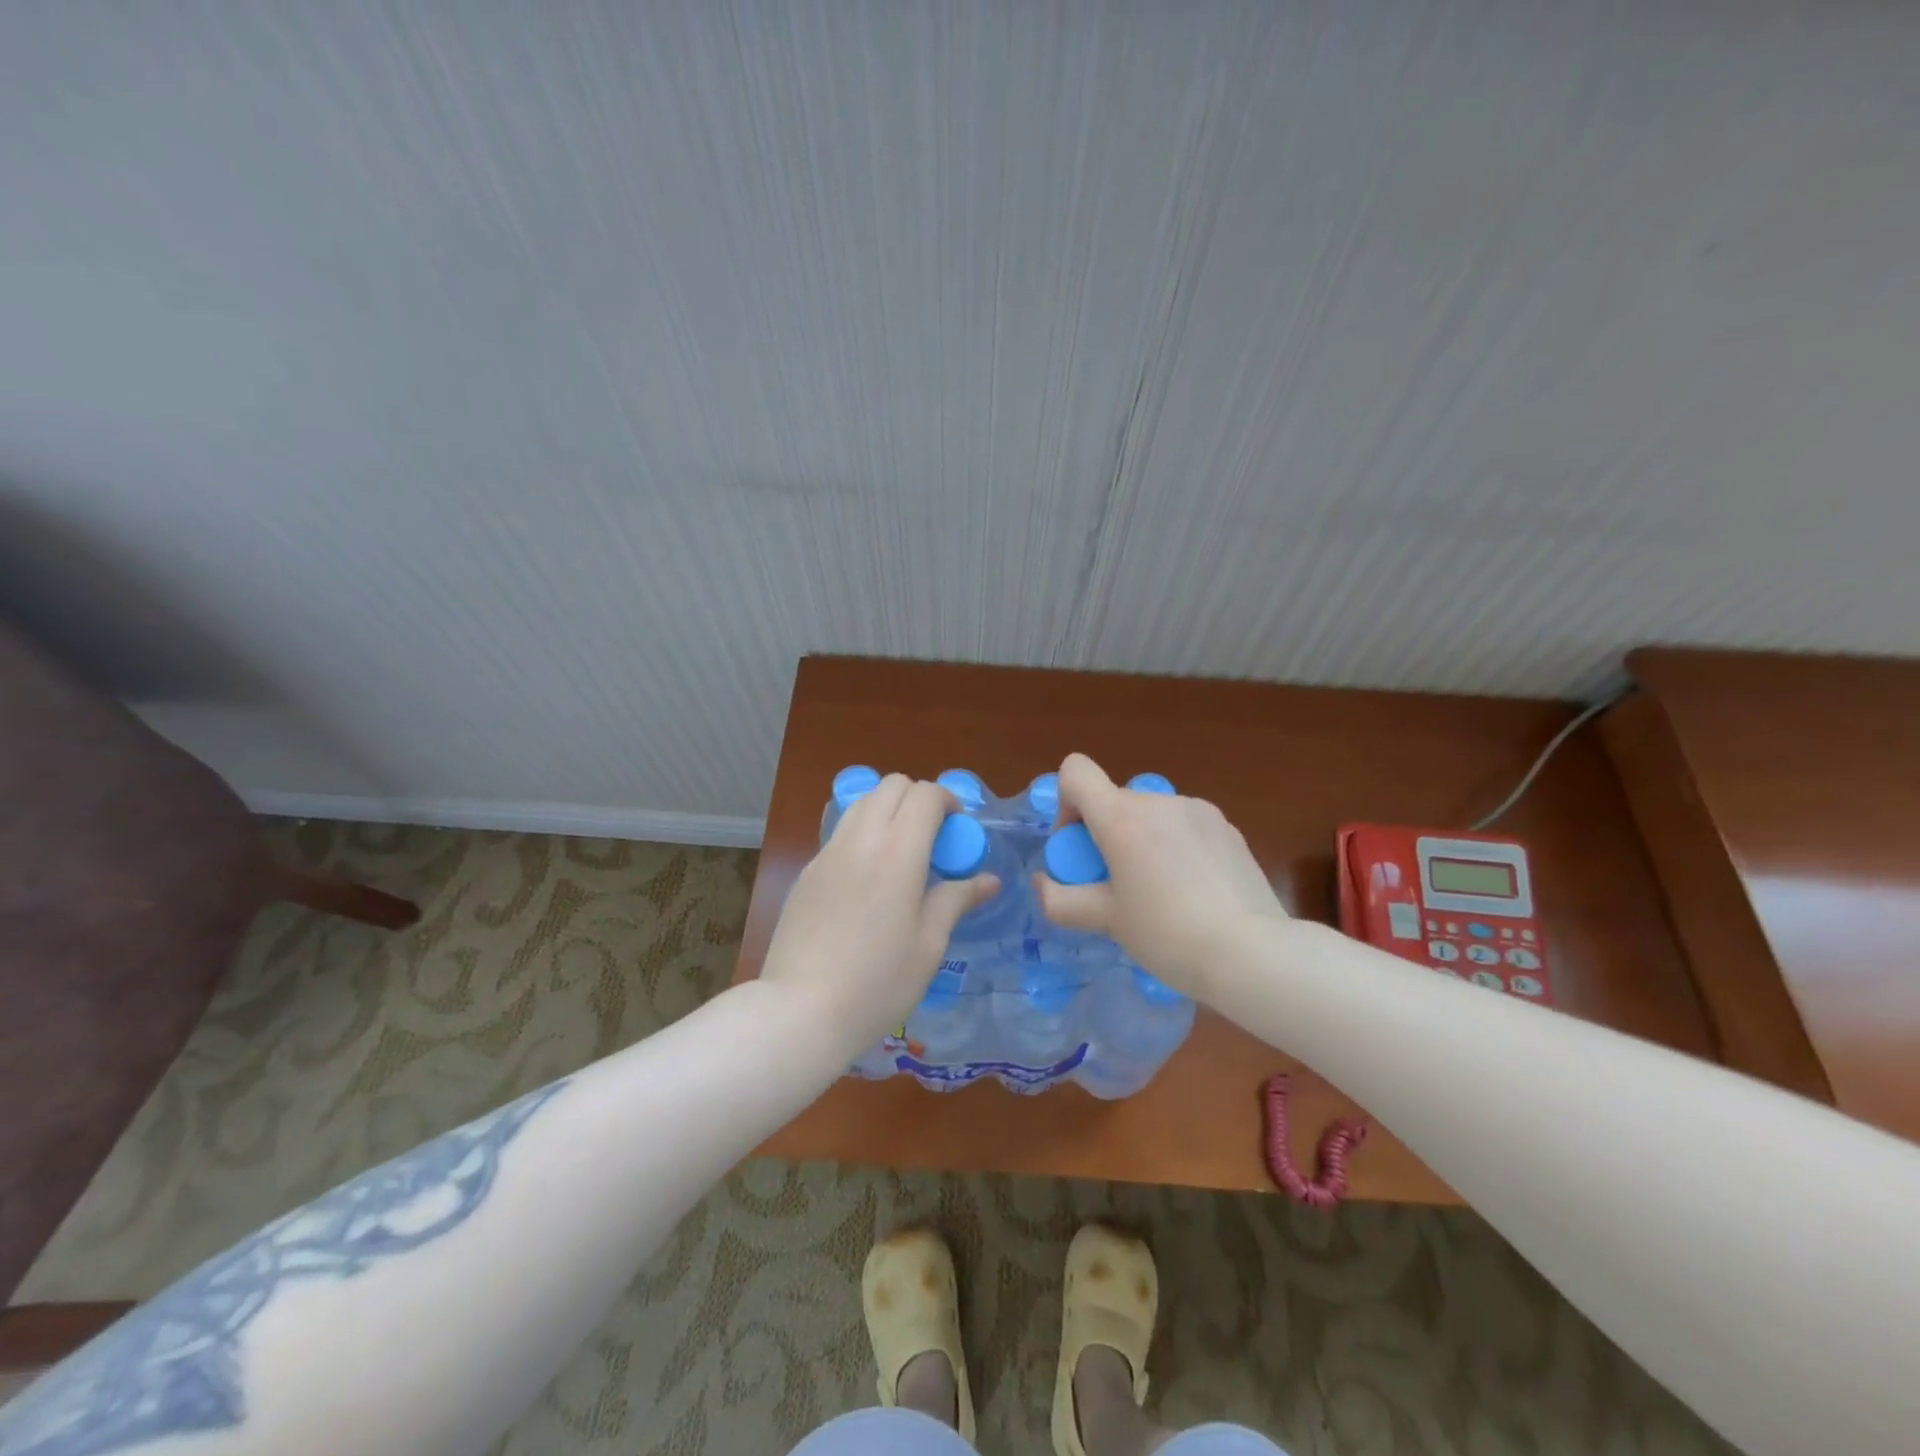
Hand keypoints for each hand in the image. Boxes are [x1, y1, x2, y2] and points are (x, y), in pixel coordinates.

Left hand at [761, 774, 998, 1055]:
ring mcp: (828, 853)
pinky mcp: (807, 871)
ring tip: (901, 856)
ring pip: (862, 804)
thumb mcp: (929, 944)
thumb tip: (988, 880)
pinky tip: (868, 881)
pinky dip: (863, 835)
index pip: (924, 795)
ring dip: (889, 812)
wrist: (801, 1010)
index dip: (948, 802)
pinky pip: (841, 833)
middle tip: (933, 839)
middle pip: (891, 786)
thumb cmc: (878, 983)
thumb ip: (956, 900)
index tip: (958, 831)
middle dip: (918, 799)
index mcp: (897, 853)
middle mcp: (860, 840)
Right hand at [1034, 753, 1287, 1000]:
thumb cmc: (1167, 935)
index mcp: (1122, 817)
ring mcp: (1198, 811)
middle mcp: (1159, 801)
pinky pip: (1184, 827)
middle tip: (1117, 886)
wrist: (1253, 953)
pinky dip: (1175, 848)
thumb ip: (1060, 900)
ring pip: (1150, 815)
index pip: (1075, 771)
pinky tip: (1194, 893)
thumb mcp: (1106, 921)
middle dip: (1105, 836)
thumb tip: (1042, 883)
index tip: (1080, 848)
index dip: (1066, 803)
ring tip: (1160, 894)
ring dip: (1142, 842)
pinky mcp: (1227, 828)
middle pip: (1114, 801)